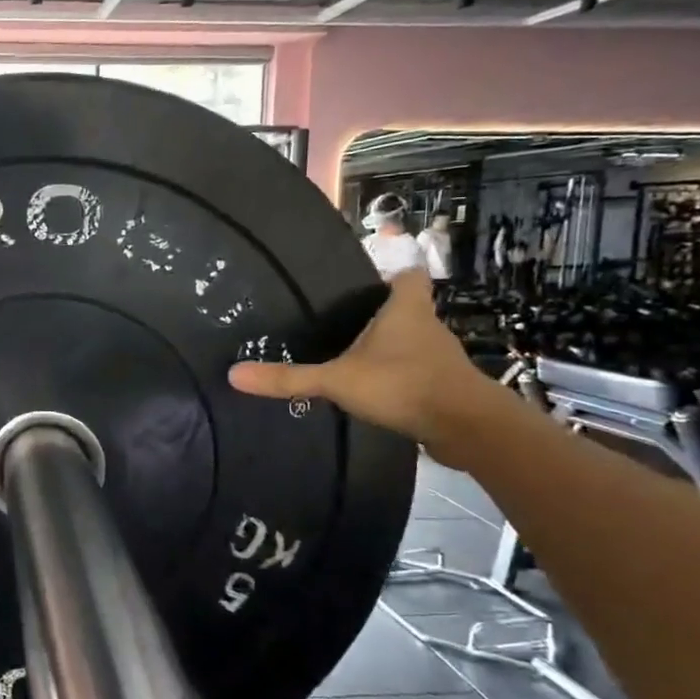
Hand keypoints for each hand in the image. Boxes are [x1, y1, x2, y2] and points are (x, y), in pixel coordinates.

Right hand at [228, 269, 504, 466]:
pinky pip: (414, 371)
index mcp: (407, 309)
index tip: (366, 276)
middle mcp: (427, 326)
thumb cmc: (403, 385)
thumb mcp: (337, 380)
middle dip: (379, 312)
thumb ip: (288, 378)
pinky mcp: (442, 386)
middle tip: (339, 317)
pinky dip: (396, 376)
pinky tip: (371, 389)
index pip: (407, 274)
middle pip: (406, 308)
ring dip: (388, 346)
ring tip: (348, 353)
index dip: (391, 270)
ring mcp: (438, 358)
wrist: (466, 428)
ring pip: (410, 341)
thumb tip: (233, 374)